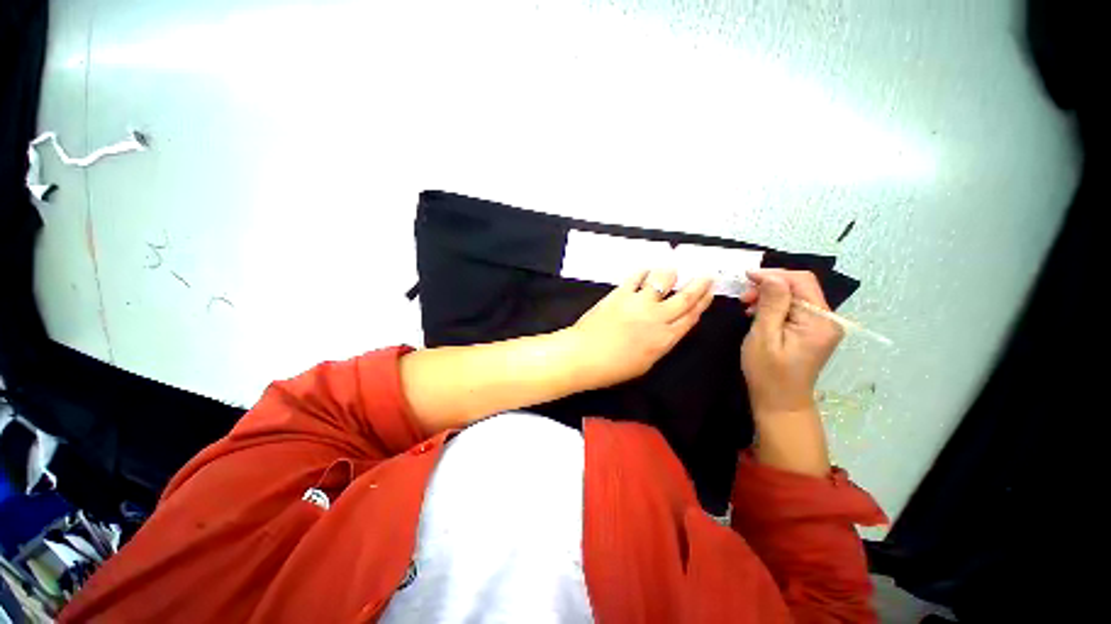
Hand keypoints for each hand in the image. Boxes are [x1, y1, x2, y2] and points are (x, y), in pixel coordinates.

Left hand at [567, 269, 713, 389]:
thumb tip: (666, 330)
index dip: (702, 304)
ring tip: (673, 271)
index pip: (690, 318)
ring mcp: (638, 303)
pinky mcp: (620, 293)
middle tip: (706, 276)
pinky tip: (646, 270)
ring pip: (662, 281)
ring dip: (671, 274)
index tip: (709, 294)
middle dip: (699, 286)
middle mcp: (657, 318)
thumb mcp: (645, 363)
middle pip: (684, 298)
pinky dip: (643, 272)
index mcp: (664, 339)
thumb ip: (660, 344)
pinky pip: (636, 277)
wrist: (584, 355)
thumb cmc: (613, 368)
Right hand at [739, 269, 842, 419]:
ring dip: (769, 295)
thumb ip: (771, 305)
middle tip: (744, 296)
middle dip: (770, 285)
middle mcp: (827, 320)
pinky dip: (774, 305)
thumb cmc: (768, 372)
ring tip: (747, 305)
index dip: (773, 274)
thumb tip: (771, 277)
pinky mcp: (812, 331)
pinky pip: (794, 308)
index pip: (801, 282)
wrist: (780, 402)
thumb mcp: (764, 337)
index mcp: (819, 321)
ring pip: (796, 295)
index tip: (746, 277)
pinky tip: (758, 313)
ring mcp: (821, 326)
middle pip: (800, 286)